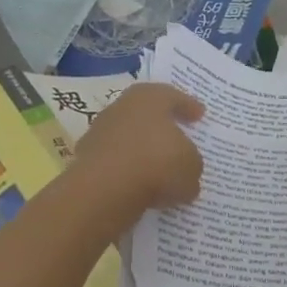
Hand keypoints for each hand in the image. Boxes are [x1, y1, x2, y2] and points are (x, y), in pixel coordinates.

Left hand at [71, 83, 205, 222]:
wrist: (105, 190)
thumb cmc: (156, 163)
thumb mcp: (191, 165)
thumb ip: (191, 163)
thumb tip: (186, 171)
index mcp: (149, 97)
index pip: (173, 97)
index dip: (188, 106)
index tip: (199, 115)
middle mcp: (121, 107)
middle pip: (146, 114)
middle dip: (162, 127)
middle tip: (178, 139)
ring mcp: (100, 132)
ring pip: (129, 139)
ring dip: (143, 152)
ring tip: (161, 171)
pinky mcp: (87, 159)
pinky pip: (117, 163)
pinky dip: (128, 172)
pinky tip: (142, 188)